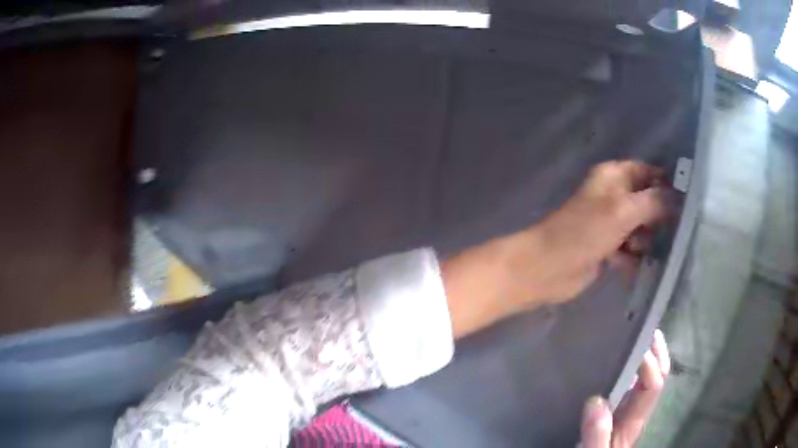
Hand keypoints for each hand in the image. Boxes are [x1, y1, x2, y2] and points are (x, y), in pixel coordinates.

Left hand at [502, 160, 668, 306]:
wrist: (549, 268)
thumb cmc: (585, 232)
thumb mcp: (623, 210)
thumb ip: (653, 202)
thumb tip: (677, 197)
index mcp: (613, 177)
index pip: (646, 171)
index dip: (665, 183)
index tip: (685, 200)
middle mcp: (613, 196)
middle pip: (646, 202)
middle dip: (658, 217)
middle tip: (671, 232)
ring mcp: (610, 224)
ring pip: (640, 228)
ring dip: (645, 240)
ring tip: (640, 250)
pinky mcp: (607, 248)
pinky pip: (630, 250)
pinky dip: (632, 258)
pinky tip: (631, 265)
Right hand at [581, 330, 670, 447]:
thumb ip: (597, 434)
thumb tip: (597, 400)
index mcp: (634, 421)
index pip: (653, 385)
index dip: (649, 364)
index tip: (632, 348)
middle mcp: (637, 412)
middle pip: (659, 376)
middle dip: (657, 351)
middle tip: (645, 327)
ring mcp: (630, 412)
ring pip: (649, 378)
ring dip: (649, 354)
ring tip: (636, 335)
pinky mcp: (620, 412)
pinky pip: (633, 385)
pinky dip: (634, 367)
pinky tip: (620, 360)